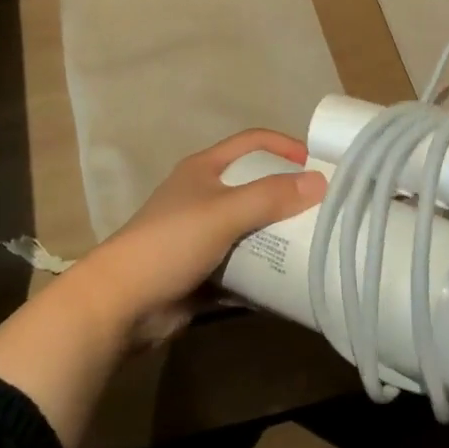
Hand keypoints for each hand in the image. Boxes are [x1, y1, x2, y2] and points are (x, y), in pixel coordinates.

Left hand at [76, 129, 326, 344]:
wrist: (121, 305)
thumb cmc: (169, 244)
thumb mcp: (223, 213)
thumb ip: (270, 197)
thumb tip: (320, 182)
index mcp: (204, 170)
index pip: (252, 142)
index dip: (285, 146)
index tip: (320, 164)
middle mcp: (205, 196)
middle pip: (256, 186)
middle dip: (290, 196)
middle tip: (326, 210)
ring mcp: (204, 236)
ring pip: (253, 228)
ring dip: (281, 236)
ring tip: (318, 245)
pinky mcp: (206, 271)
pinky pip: (246, 265)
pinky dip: (267, 271)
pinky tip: (294, 280)